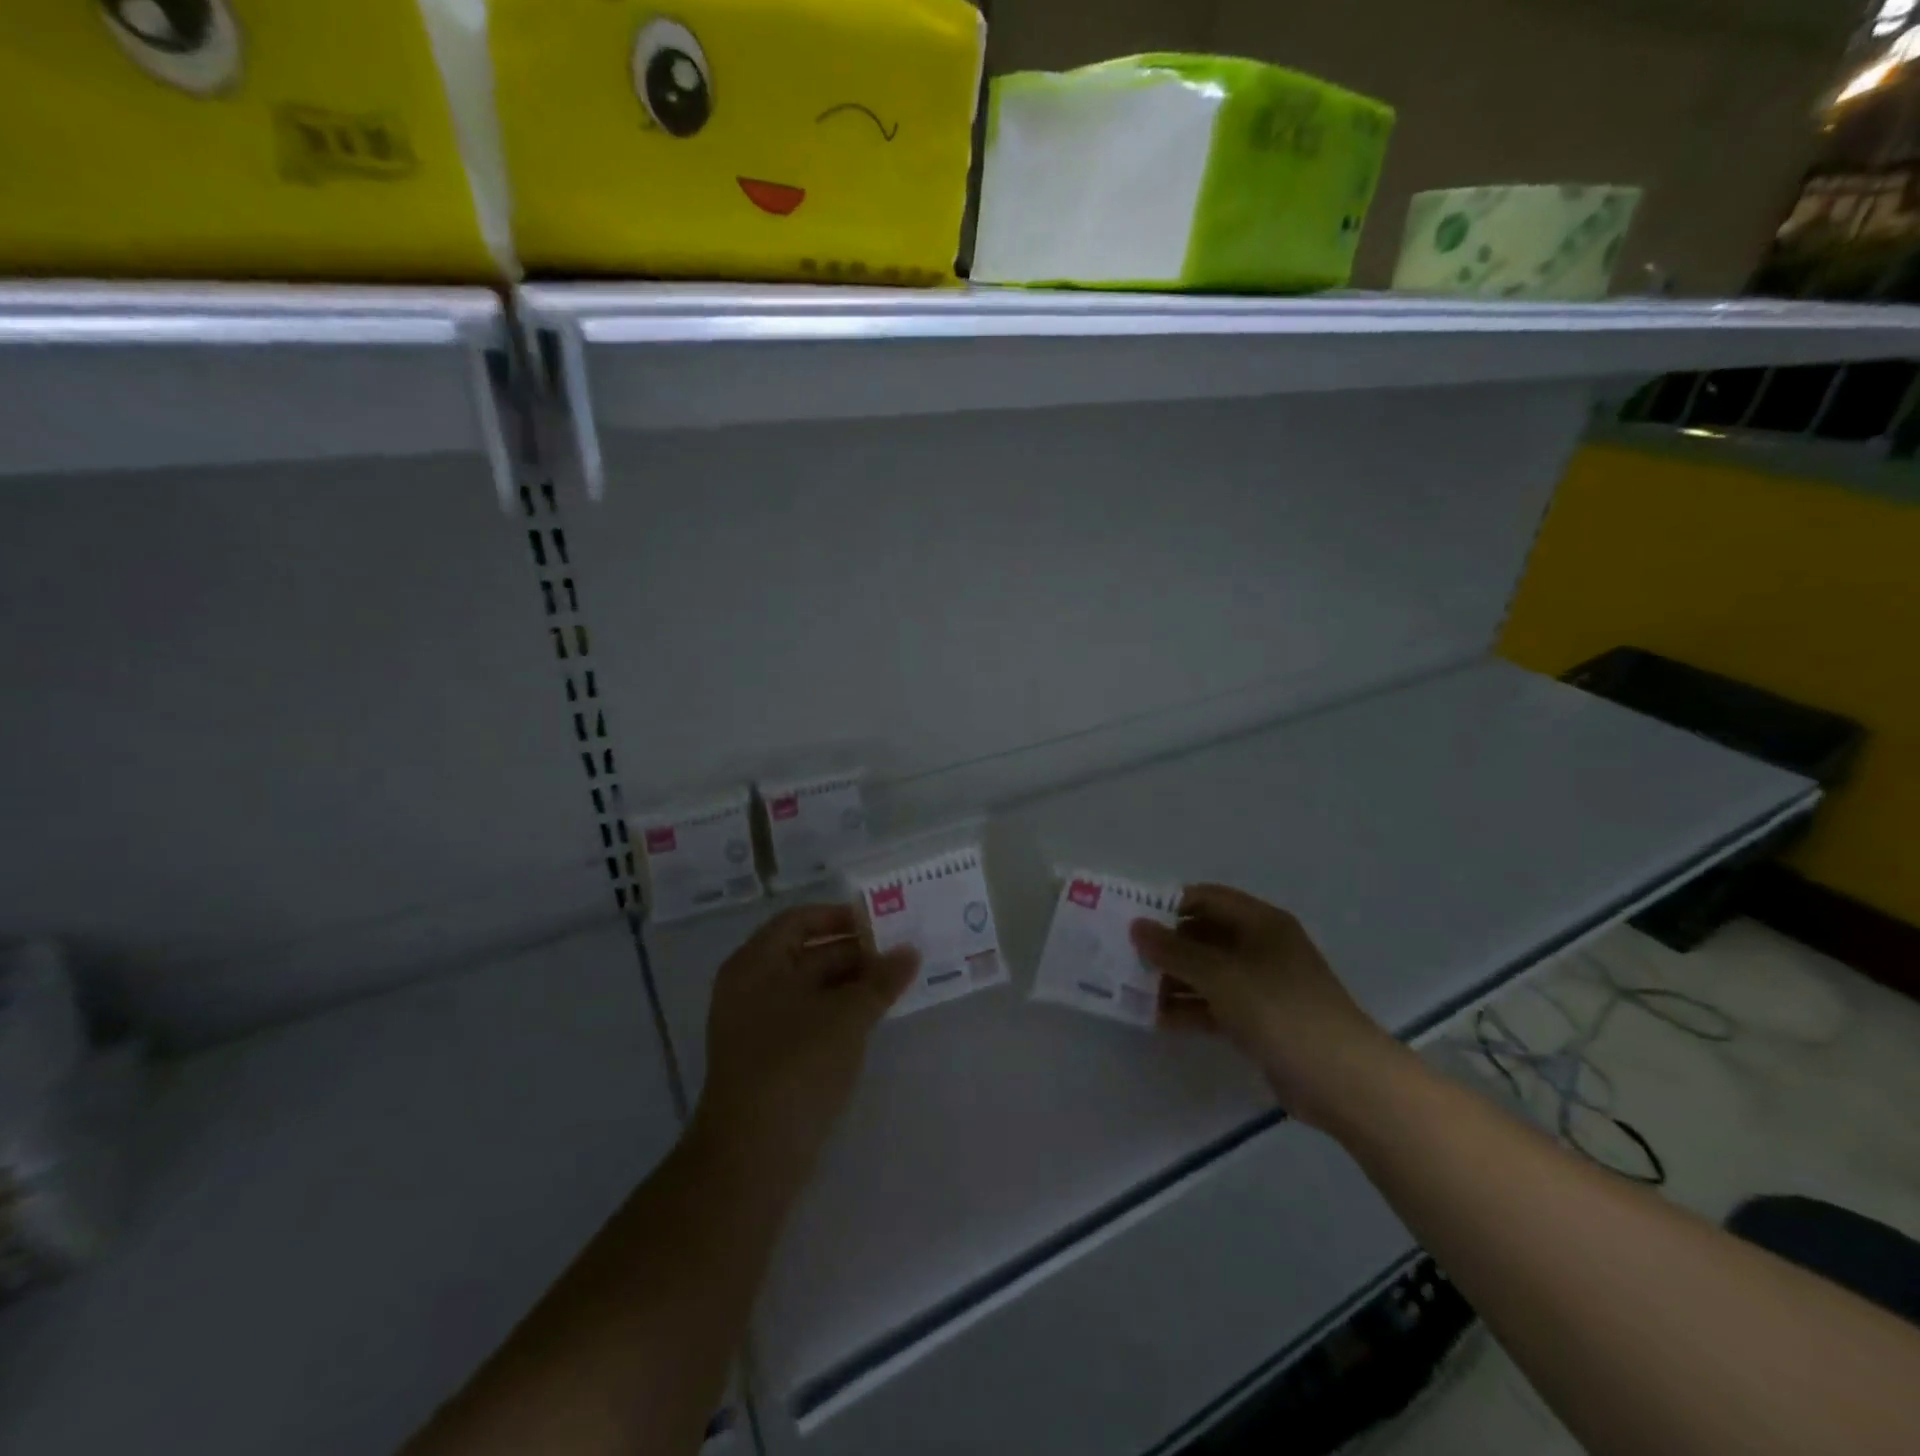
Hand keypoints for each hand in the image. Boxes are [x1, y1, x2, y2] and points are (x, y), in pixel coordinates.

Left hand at [692, 905, 917, 1183]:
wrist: (751, 1157)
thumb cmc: (796, 1066)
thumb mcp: (847, 1016)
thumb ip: (881, 979)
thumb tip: (910, 952)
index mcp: (756, 963)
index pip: (800, 920)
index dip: (840, 916)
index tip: (882, 922)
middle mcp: (750, 986)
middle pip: (806, 953)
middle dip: (854, 952)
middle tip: (901, 954)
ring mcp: (755, 1025)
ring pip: (810, 988)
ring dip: (851, 983)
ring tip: (896, 984)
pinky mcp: (767, 1058)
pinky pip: (807, 1018)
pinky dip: (838, 1012)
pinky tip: (872, 1018)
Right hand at [1131, 884, 1404, 1130]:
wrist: (1343, 1080)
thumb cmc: (1280, 1009)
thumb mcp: (1221, 975)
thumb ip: (1175, 951)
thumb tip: (1136, 926)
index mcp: (1260, 923)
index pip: (1206, 898)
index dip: (1169, 905)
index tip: (1131, 918)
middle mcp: (1260, 947)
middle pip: (1203, 936)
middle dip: (1166, 946)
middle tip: (1125, 957)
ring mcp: (1261, 985)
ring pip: (1207, 973)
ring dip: (1173, 980)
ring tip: (1132, 990)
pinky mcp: (1259, 1020)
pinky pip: (1215, 1004)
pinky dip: (1189, 1008)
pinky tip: (1157, 1019)